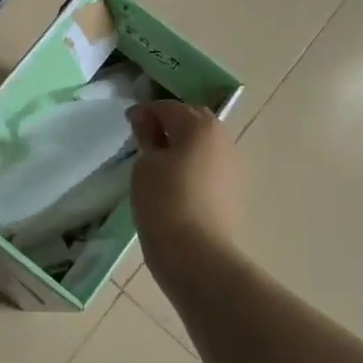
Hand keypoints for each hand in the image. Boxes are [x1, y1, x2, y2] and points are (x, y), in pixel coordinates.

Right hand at [127, 101, 243, 280]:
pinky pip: (210, 167)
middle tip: (144, 138)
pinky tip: (176, 183)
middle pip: (192, 121)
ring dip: (184, 145)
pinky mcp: (234, 191)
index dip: (145, 112)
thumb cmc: (164, 200)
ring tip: (160, 162)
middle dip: (169, 124)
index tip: (128, 122)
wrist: (196, 254)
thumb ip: (148, 137)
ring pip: (204, 145)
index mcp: (200, 126)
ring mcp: (233, 166)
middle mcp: (223, 139)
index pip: (168, 108)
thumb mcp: (145, 164)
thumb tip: (147, 122)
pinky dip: (193, 166)